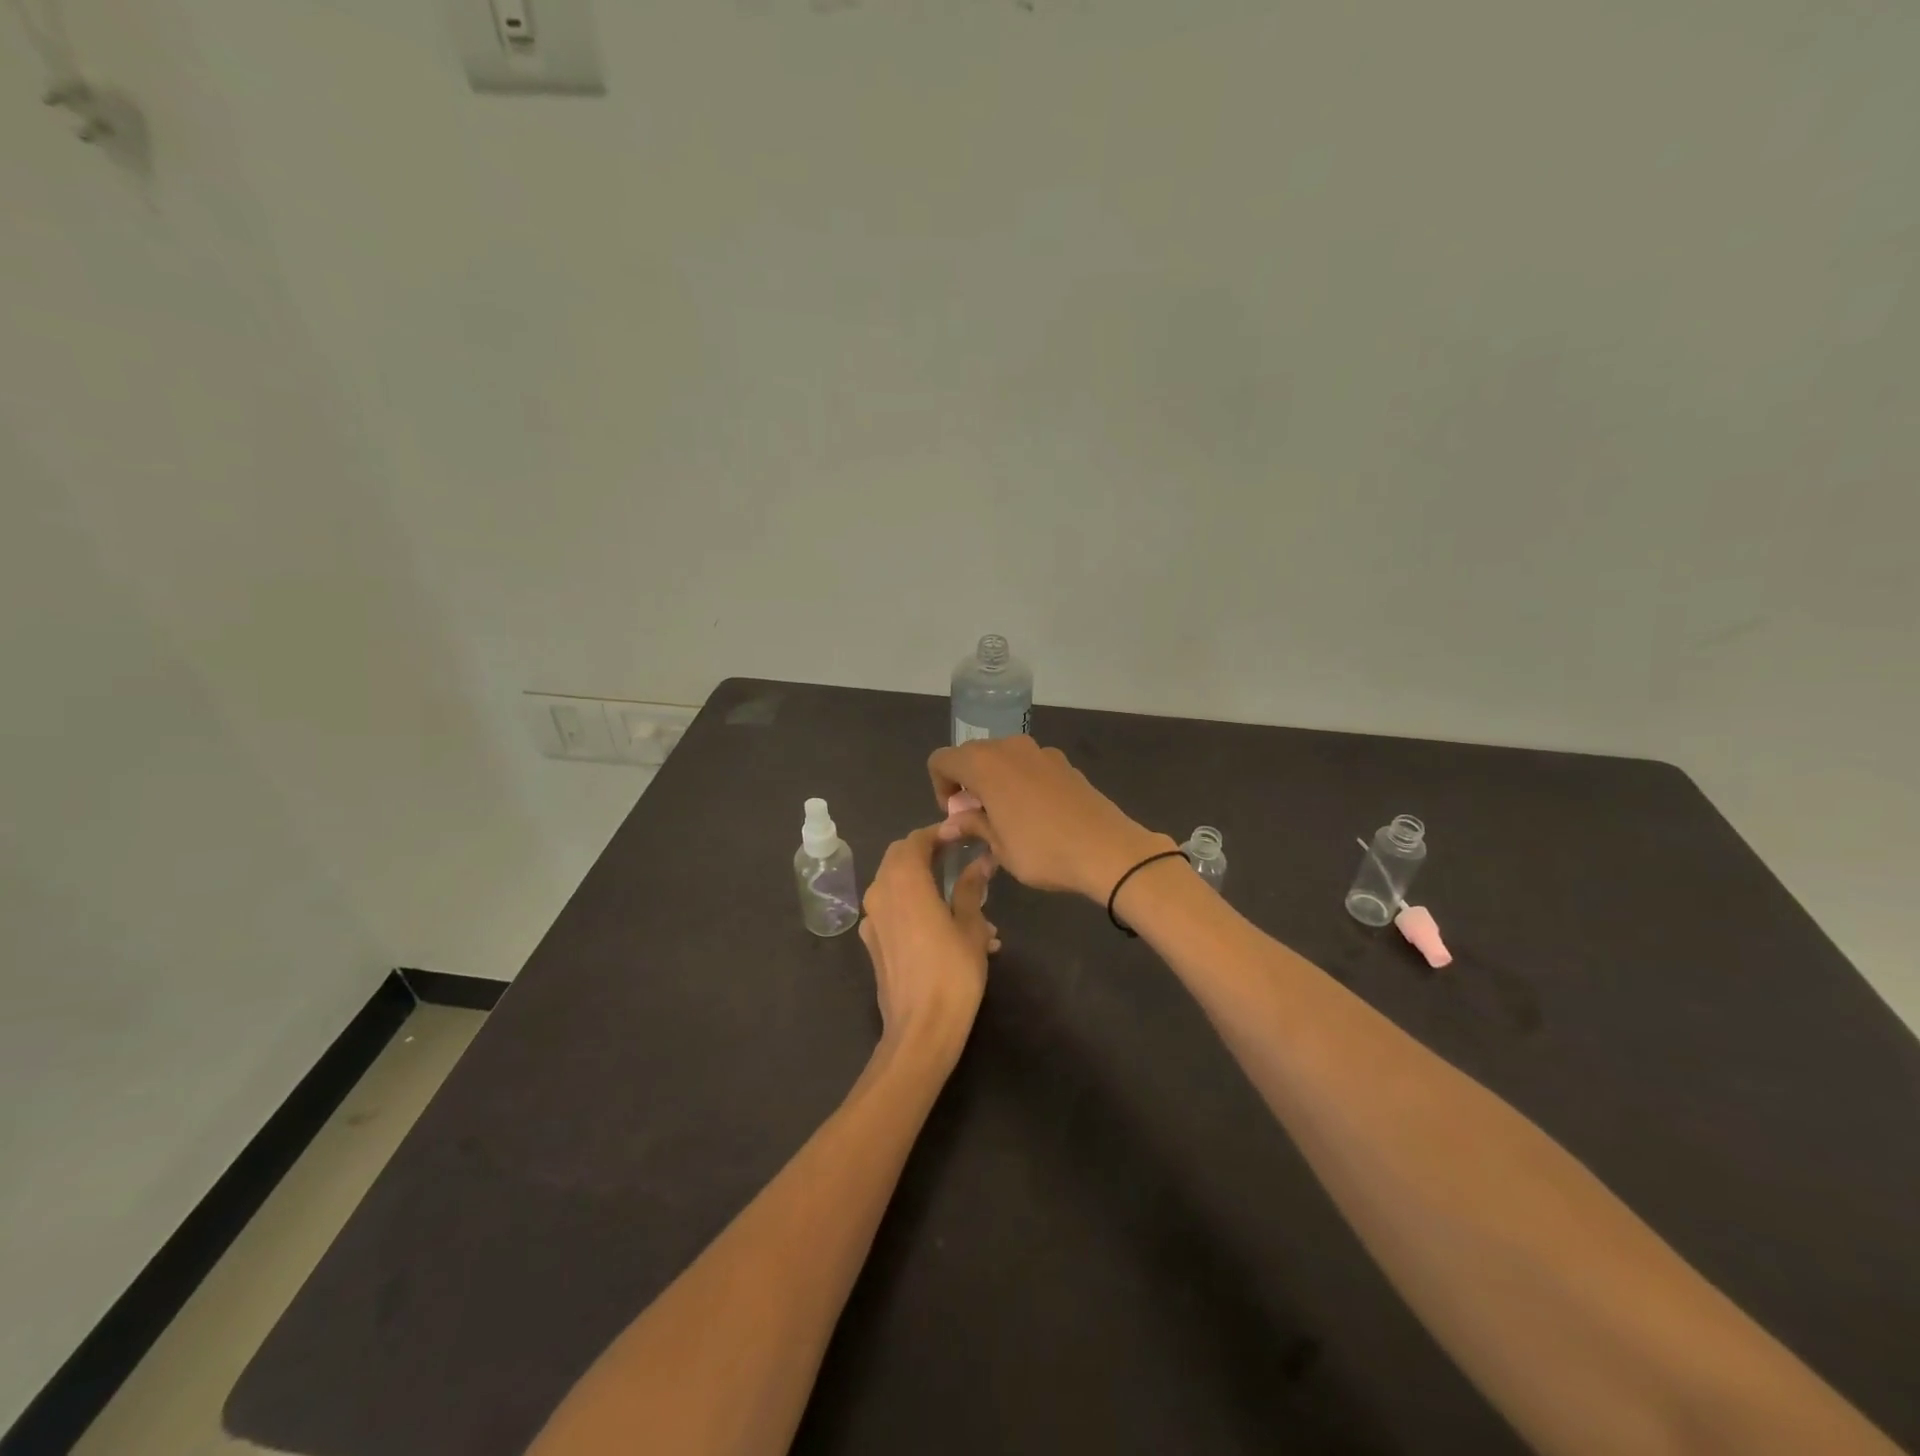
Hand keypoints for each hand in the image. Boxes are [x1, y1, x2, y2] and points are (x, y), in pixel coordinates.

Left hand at [859, 825, 999, 1058]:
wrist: (920, 1031)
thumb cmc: (952, 973)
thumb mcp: (971, 926)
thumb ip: (971, 888)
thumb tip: (981, 862)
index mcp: (904, 881)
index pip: (915, 840)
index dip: (938, 833)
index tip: (962, 835)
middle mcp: (880, 893)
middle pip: (899, 858)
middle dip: (927, 852)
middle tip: (958, 857)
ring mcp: (872, 920)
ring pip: (895, 884)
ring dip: (923, 882)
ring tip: (964, 902)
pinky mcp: (872, 943)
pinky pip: (893, 911)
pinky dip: (915, 906)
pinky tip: (946, 929)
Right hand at [929, 737, 1174, 902]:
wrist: (1107, 849)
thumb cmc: (1042, 850)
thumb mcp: (999, 846)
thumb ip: (972, 825)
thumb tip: (952, 823)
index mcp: (984, 764)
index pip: (941, 760)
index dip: (940, 787)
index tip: (957, 817)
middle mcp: (1009, 747)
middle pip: (972, 755)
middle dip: (967, 784)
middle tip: (978, 820)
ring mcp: (1040, 751)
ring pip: (1002, 759)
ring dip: (995, 782)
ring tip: (1007, 819)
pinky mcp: (1064, 762)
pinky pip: (1029, 766)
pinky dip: (1021, 782)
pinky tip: (1037, 815)